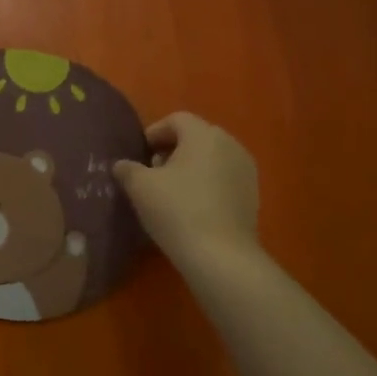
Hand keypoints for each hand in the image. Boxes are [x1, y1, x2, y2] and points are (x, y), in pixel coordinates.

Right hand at [114, 113, 260, 270]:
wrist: (220, 256)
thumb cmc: (177, 211)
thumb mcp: (140, 187)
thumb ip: (127, 169)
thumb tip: (123, 165)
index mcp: (204, 135)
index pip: (176, 119)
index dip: (154, 132)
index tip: (139, 155)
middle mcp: (230, 145)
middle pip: (196, 137)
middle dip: (172, 150)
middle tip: (152, 173)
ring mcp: (246, 170)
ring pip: (212, 158)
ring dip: (190, 167)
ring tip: (171, 192)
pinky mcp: (253, 195)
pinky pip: (224, 178)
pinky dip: (207, 184)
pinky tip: (192, 207)